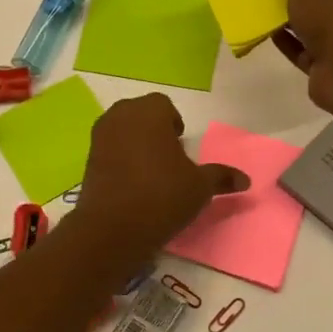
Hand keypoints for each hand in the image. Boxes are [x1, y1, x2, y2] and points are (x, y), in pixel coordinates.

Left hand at [74, 93, 248, 248]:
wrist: (112, 227)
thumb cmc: (162, 196)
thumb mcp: (199, 187)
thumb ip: (221, 177)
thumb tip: (245, 180)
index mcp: (149, 112)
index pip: (163, 105)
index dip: (173, 122)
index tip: (181, 145)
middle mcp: (120, 116)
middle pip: (139, 113)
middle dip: (153, 128)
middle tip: (167, 156)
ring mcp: (99, 136)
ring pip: (121, 129)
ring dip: (135, 142)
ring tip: (150, 170)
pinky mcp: (87, 158)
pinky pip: (108, 148)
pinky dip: (119, 157)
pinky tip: (131, 182)